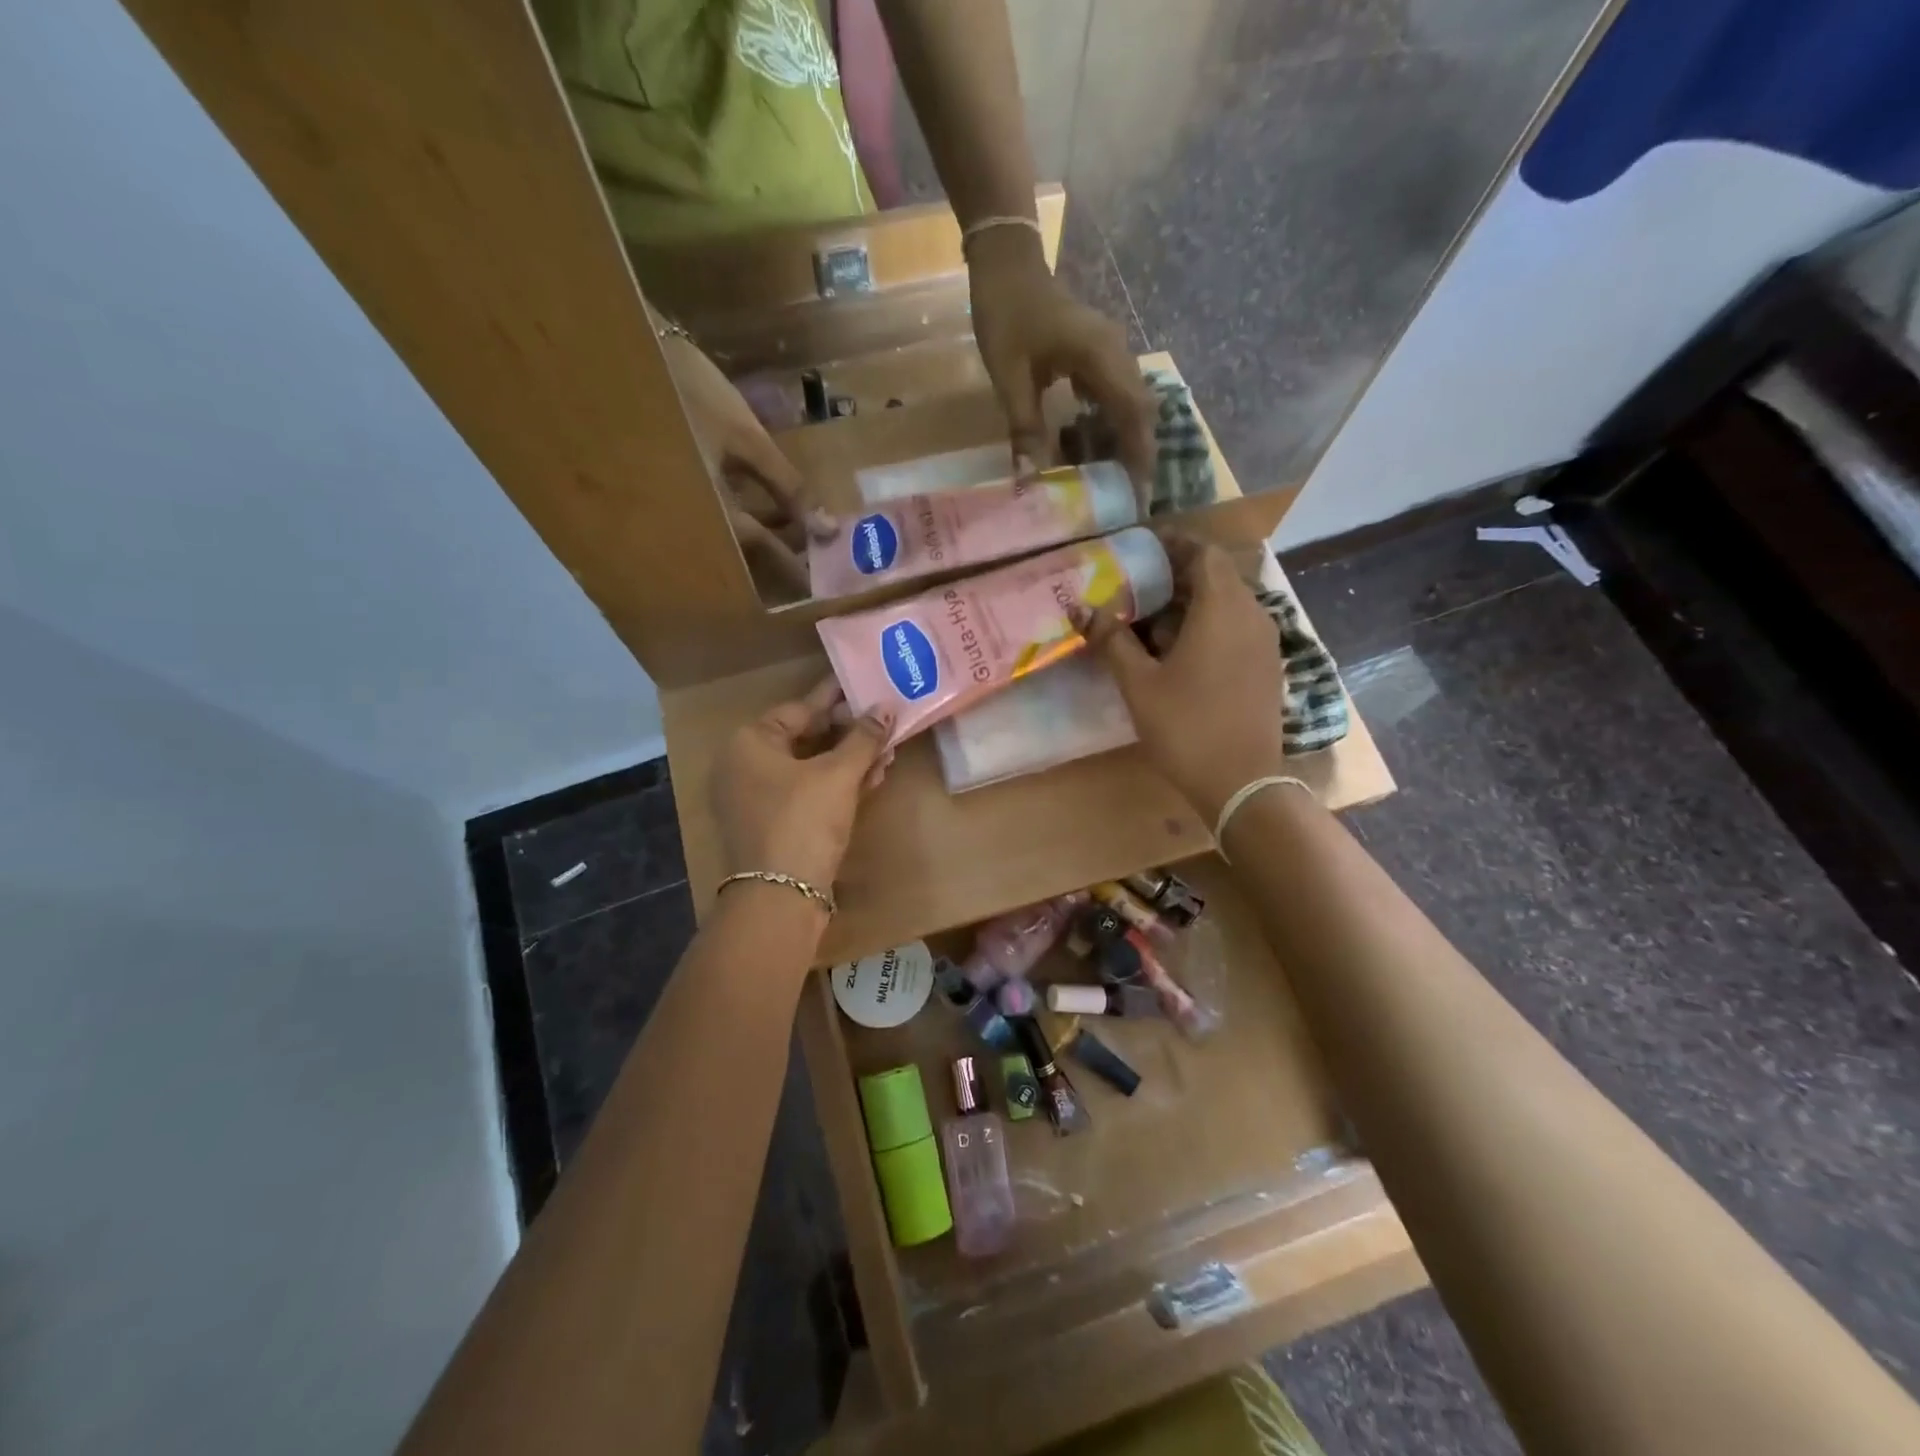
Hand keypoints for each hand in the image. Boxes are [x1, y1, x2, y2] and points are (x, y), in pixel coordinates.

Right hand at [663, 333, 831, 598]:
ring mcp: (682, 516)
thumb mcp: (747, 440)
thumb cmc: (689, 396)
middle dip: (785, 559)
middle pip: (748, 559)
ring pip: (734, 542)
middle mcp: (695, 529)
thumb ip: (789, 487)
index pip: (766, 555)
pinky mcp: (676, 500)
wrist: (620, 358)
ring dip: (768, 540)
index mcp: (714, 518)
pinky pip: (719, 524)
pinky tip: (771, 514)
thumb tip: (826, 528)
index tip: (826, 584)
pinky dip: (747, 522)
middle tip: (820, 560)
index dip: (800, 569)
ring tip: (805, 536)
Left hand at [711, 678, 896, 892]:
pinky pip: (807, 792)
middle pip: (805, 737)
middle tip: (885, 723)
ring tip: (887, 752)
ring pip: (810, 768)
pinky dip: (836, 785)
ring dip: (848, 760)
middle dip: (849, 733)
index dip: (839, 700)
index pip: (801, 708)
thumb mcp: (838, 774)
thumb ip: (864, 737)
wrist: (779, 897)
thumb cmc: (804, 820)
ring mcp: (756, 798)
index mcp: (750, 742)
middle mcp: (745, 765)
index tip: (869, 689)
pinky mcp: (772, 824)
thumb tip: (886, 708)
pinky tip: (871, 779)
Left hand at [966, 227, 1157, 509]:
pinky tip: (1089, 447)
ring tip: (1109, 479)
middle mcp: (1117, 353)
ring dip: (1121, 440)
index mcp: (1101, 357)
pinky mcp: (1098, 353)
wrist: (1006, 261)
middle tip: (1125, 496)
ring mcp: (1110, 351)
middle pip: (1140, 412)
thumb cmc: (1006, 313)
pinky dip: (1107, 423)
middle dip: (1135, 454)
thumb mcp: (1009, 375)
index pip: (1133, 414)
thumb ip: (1024, 426)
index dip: (1139, 455)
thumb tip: (1031, 478)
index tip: (1140, 492)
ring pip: (1129, 404)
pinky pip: (1113, 394)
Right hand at [1073, 537, 1286, 820]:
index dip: (1175, 544)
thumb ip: (1111, 640)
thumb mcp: (1139, 684)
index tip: (1144, 547)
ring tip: (1152, 618)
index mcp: (1222, 609)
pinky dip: (1209, 624)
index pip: (1205, 554)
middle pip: (1217, 576)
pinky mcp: (1266, 666)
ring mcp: (1265, 642)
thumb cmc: (1186, 727)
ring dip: (1193, 602)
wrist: (1242, 782)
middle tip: (1138, 584)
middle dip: (1178, 574)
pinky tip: (1180, 650)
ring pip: (1228, 603)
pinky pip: (1237, 627)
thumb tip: (1081, 608)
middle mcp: (1252, 615)